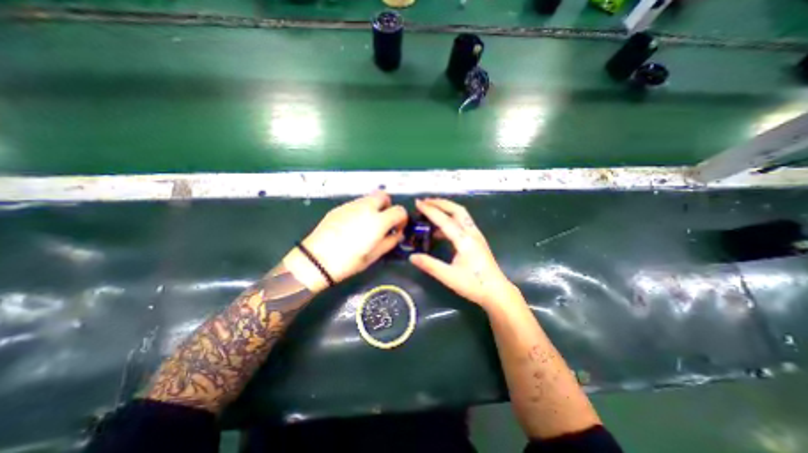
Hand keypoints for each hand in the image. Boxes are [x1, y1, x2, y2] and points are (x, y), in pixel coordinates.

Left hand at [286, 192, 409, 294]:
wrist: (317, 260)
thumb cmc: (349, 261)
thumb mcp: (374, 255)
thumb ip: (390, 241)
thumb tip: (398, 234)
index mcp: (378, 220)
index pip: (399, 210)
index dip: (402, 219)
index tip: (397, 228)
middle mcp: (366, 207)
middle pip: (384, 196)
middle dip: (388, 206)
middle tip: (384, 221)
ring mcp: (351, 205)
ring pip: (369, 198)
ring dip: (374, 207)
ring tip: (368, 224)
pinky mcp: (339, 207)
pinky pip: (356, 204)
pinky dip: (361, 210)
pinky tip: (353, 225)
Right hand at [411, 197, 516, 307]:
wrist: (496, 291)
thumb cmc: (474, 285)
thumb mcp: (449, 277)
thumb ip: (430, 265)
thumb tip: (412, 256)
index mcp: (465, 240)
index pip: (445, 220)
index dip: (430, 210)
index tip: (418, 203)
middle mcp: (471, 233)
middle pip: (457, 210)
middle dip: (440, 203)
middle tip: (425, 201)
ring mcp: (476, 235)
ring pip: (461, 214)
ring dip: (446, 209)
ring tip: (431, 210)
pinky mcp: (477, 239)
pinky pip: (462, 222)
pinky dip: (450, 219)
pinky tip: (440, 229)